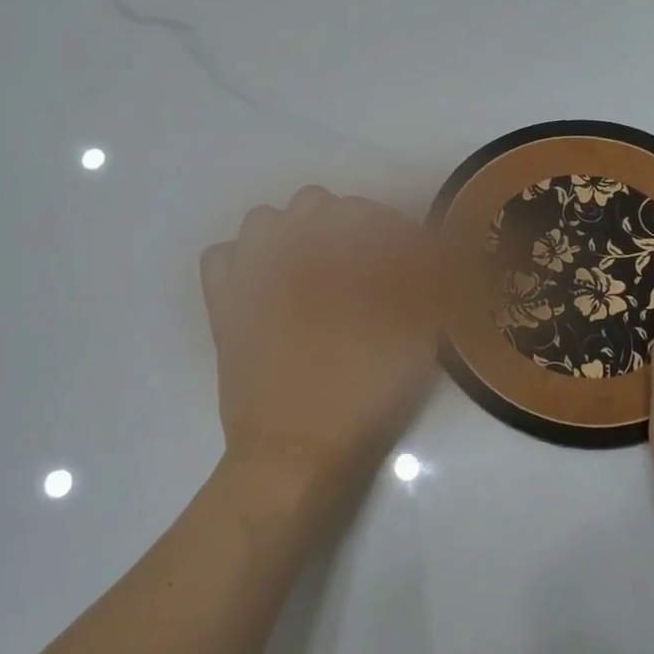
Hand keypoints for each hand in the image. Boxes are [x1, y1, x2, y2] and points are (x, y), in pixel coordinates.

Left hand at [201, 187, 440, 534]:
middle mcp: (288, 252)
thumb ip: (423, 287)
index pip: (367, 213)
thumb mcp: (413, 340)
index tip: (409, 250)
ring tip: (313, 269)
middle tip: (365, 262)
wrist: (294, 451)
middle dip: (344, 222)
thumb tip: (431, 251)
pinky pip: (221, 256)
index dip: (393, 225)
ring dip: (292, 233)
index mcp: (337, 258)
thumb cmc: (361, 397)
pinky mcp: (222, 305)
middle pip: (315, 203)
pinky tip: (265, 285)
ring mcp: (247, 276)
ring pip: (264, 220)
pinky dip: (243, 260)